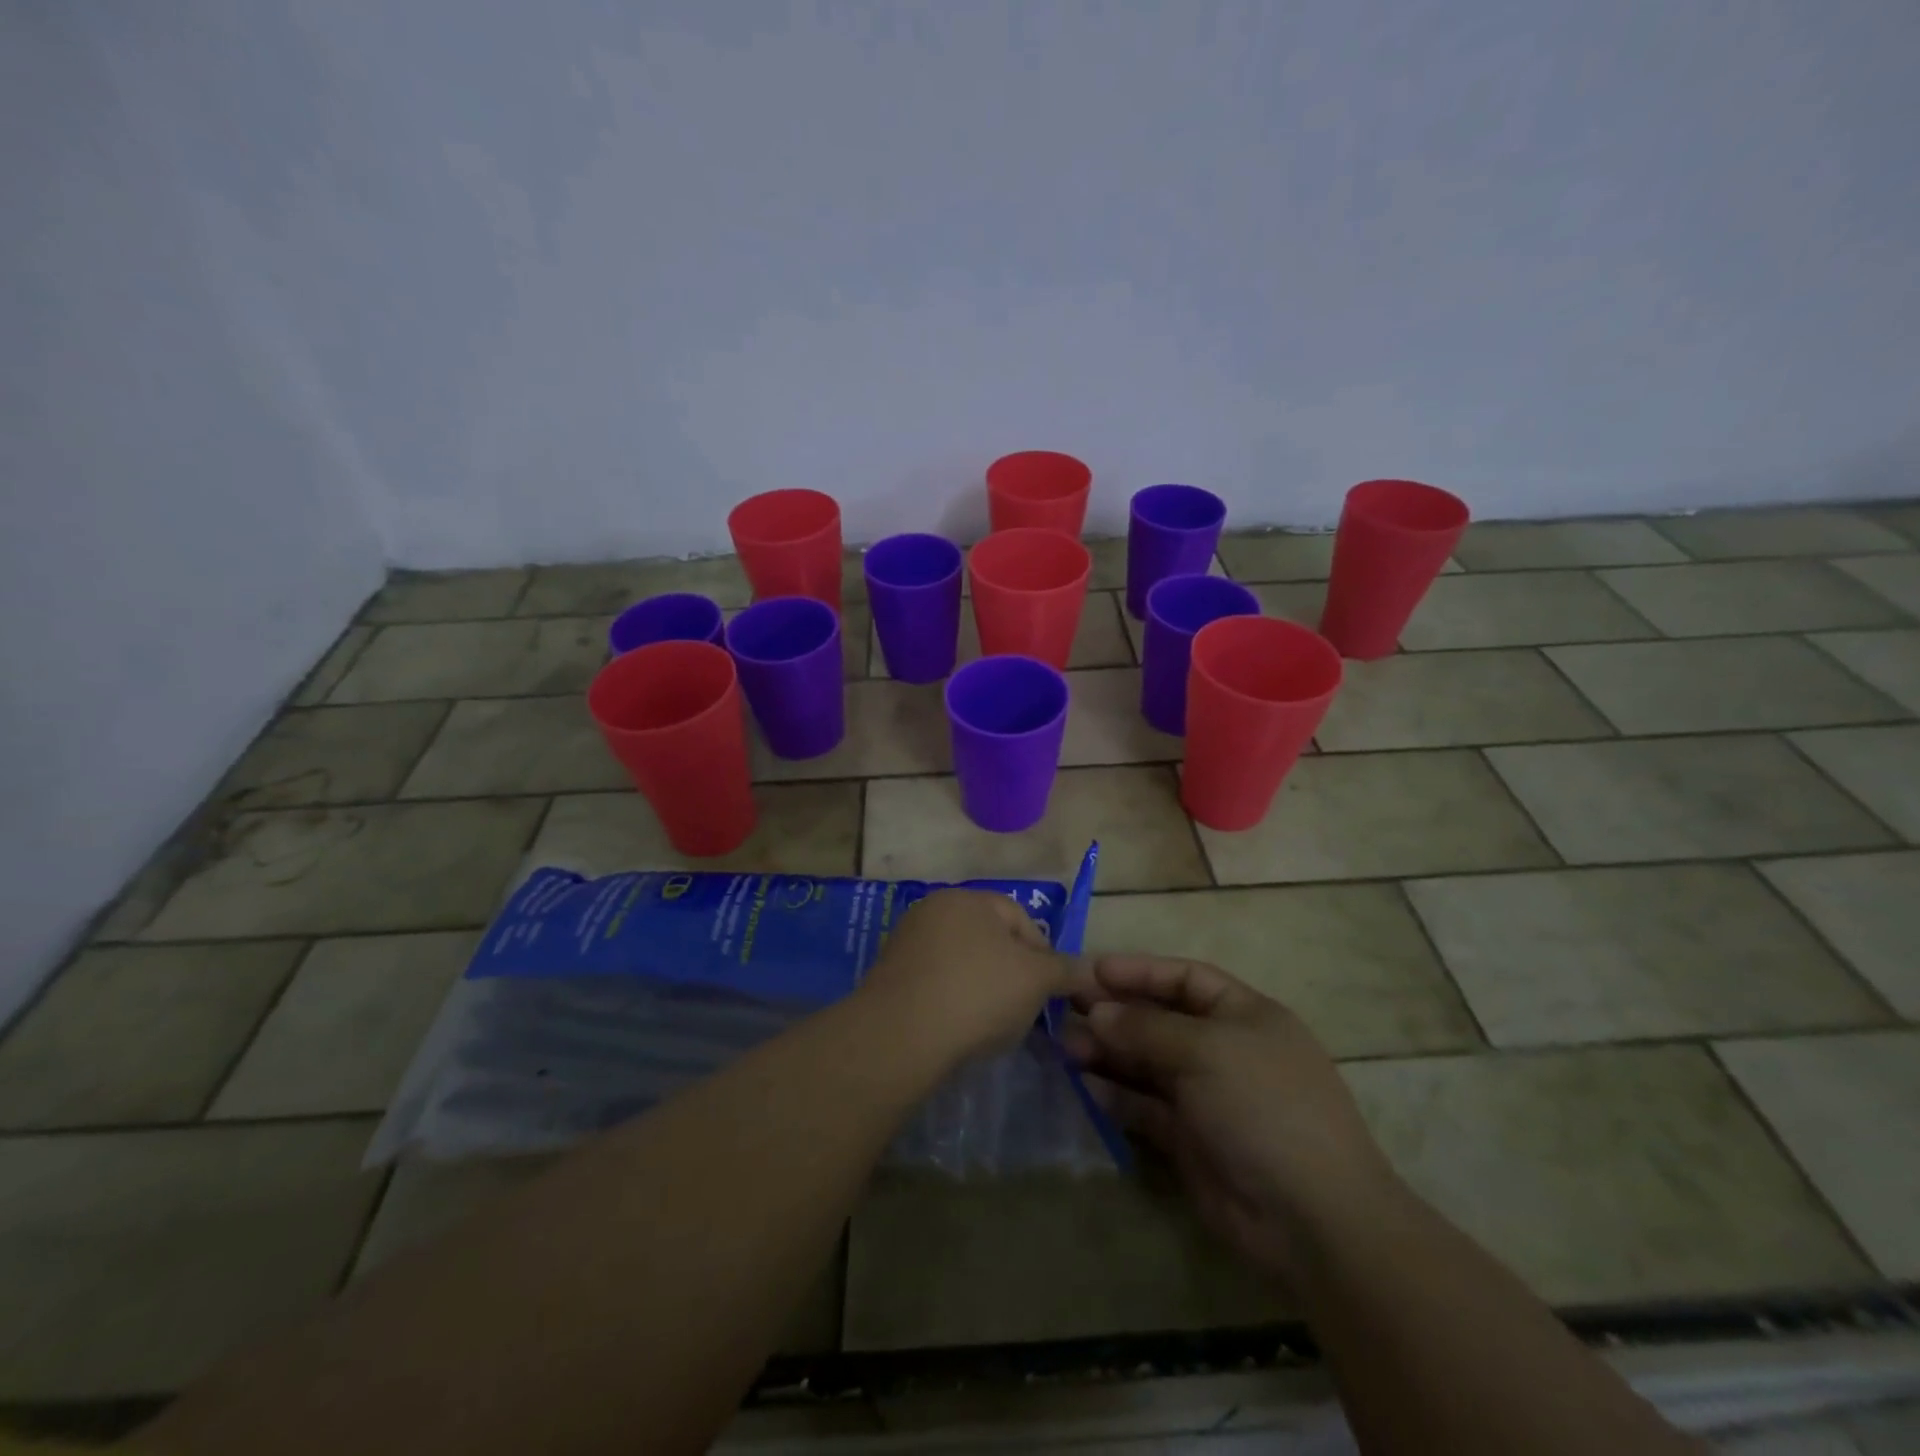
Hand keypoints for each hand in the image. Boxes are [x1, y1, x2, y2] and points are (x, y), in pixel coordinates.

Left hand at [860, 889, 1084, 1065]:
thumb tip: (1088, 969)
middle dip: (1011, 973)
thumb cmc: (978, 993)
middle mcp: (933, 910)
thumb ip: (1065, 970)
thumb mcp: (1036, 980)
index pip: (1019, 918)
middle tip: (1023, 1010)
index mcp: (967, 898)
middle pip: (988, 940)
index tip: (1049, 993)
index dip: (1043, 955)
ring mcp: (906, 942)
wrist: (901, 1035)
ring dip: (981, 989)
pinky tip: (957, 1029)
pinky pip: (934, 985)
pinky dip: (951, 1002)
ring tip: (990, 1026)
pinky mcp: (888, 977)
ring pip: (961, 964)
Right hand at [1063, 955, 1400, 1285]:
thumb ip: (1146, 1028)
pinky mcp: (1189, 1139)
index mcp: (1244, 1016)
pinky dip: (1115, 1094)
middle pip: (1160, 1020)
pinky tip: (1084, 1084)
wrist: (1311, 1218)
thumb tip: (1096, 1012)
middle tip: (1064, 1008)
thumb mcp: (1207, 1050)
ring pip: (1146, 1063)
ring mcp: (1206, 1097)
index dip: (1140, 971)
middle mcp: (1223, 1050)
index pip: (1185, 978)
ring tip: (1065, 1046)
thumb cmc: (1264, 1106)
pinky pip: (1144, 1106)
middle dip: (1115, 1012)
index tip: (1092, 970)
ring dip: (1107, 1052)